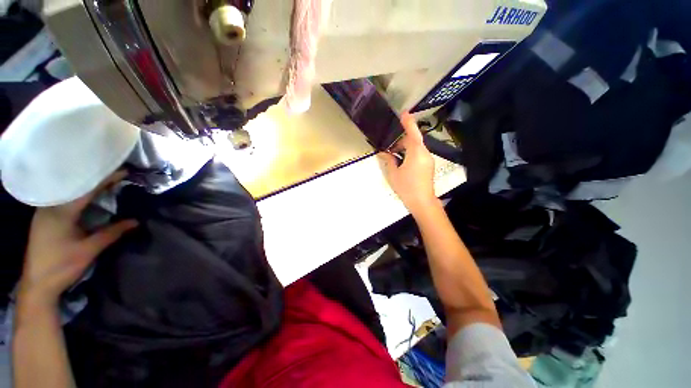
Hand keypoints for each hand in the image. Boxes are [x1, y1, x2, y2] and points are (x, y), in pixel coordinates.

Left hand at [18, 171, 137, 305]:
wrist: (37, 285)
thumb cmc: (62, 266)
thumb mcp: (89, 250)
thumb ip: (112, 233)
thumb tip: (136, 221)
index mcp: (60, 212)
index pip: (85, 190)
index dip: (106, 179)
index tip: (123, 172)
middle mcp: (49, 207)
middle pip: (75, 188)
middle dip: (96, 181)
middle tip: (116, 176)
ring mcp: (44, 213)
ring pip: (68, 193)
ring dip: (86, 188)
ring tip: (104, 184)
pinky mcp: (43, 219)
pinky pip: (63, 201)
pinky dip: (77, 196)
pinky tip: (86, 198)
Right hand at [378, 113, 440, 217]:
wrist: (422, 202)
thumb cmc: (406, 187)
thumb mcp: (394, 174)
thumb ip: (389, 160)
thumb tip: (383, 152)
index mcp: (416, 153)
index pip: (413, 133)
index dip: (408, 123)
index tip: (403, 113)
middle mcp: (425, 153)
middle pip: (414, 140)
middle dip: (402, 141)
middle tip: (390, 149)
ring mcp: (428, 160)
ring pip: (417, 147)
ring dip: (405, 148)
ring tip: (394, 157)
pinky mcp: (428, 165)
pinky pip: (419, 154)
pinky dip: (410, 154)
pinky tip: (402, 162)